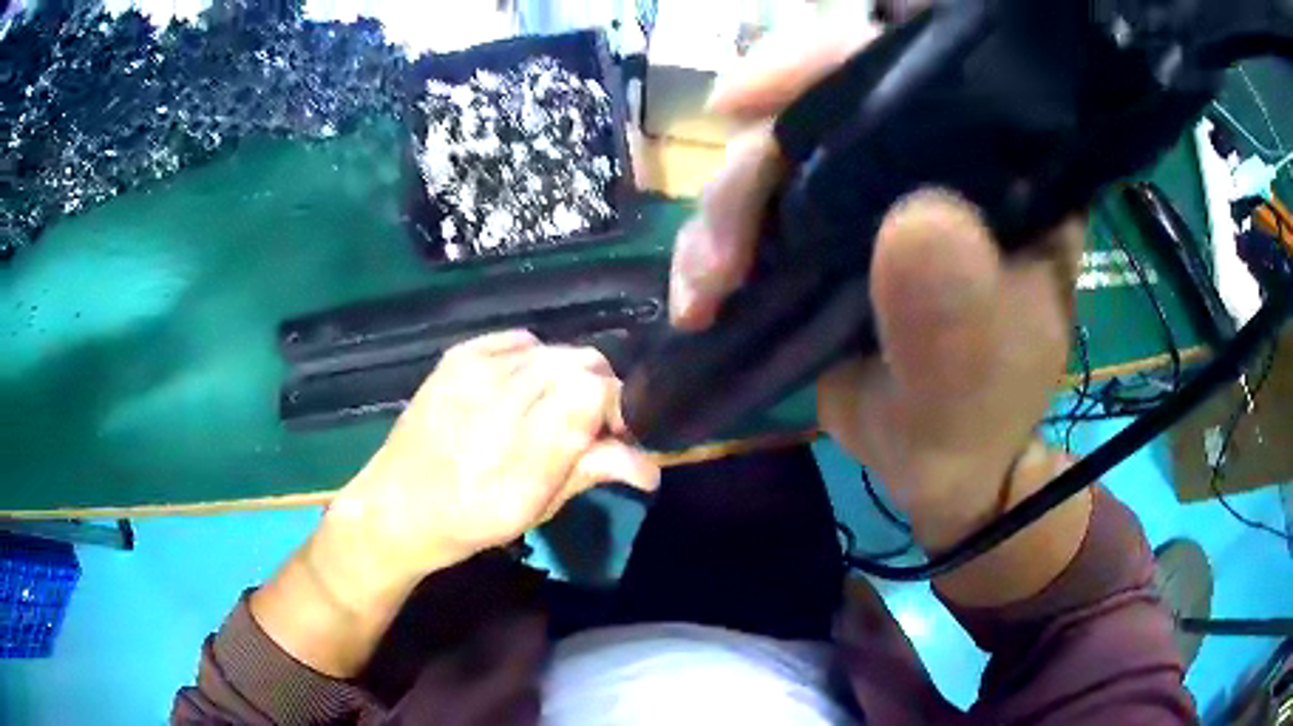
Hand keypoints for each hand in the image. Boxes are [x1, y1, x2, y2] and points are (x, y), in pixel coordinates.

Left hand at [254, 331, 658, 677]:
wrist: (397, 506)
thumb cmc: (470, 521)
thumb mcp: (536, 508)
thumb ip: (591, 471)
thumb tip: (651, 465)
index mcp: (528, 438)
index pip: (602, 390)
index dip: (620, 410)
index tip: (617, 436)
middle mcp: (506, 388)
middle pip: (584, 362)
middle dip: (598, 392)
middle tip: (587, 429)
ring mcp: (479, 363)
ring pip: (555, 351)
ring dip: (566, 378)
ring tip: (548, 412)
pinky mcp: (460, 354)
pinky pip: (520, 340)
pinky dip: (533, 360)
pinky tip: (519, 391)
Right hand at [672, 14, 1088, 600]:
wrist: (938, 465)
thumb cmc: (976, 417)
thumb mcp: (974, 377)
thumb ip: (956, 309)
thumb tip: (914, 220)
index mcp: (998, 170)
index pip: (916, 69)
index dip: (830, 59)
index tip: (749, 97)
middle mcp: (933, 161)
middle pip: (821, 107)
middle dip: (753, 164)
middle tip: (722, 248)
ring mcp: (872, 192)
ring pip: (773, 158)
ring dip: (720, 216)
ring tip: (705, 291)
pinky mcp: (826, 230)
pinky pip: (753, 211)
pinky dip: (712, 247)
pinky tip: (699, 300)